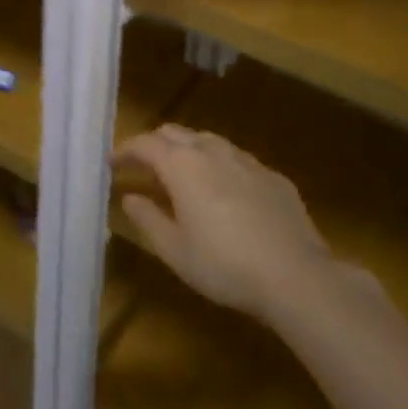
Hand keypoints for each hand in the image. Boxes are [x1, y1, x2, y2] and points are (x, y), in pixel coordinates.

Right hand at [114, 124, 340, 322]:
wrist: (295, 275)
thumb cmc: (224, 265)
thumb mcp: (175, 250)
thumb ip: (147, 218)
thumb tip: (129, 196)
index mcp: (182, 165)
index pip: (145, 144)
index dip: (125, 150)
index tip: (112, 162)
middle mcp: (212, 151)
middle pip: (175, 133)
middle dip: (154, 144)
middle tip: (142, 166)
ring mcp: (246, 160)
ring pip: (208, 141)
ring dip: (188, 151)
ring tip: (181, 175)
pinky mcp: (272, 175)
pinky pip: (236, 160)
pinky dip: (219, 166)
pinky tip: (224, 192)